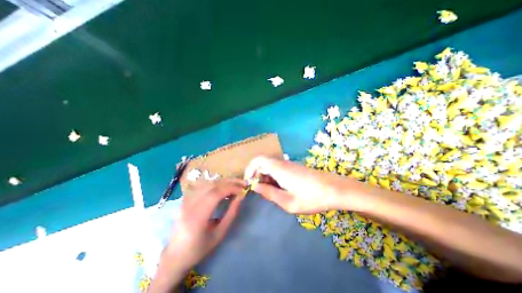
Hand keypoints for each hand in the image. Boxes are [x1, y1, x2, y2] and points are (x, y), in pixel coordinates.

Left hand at [163, 178, 246, 271]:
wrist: (174, 256)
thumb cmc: (199, 249)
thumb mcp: (219, 234)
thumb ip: (231, 214)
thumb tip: (240, 197)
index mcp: (197, 217)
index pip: (215, 194)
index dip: (231, 188)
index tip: (243, 189)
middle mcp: (189, 205)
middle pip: (212, 185)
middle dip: (229, 182)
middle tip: (242, 183)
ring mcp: (185, 201)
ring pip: (207, 183)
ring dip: (223, 181)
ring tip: (235, 184)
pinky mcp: (185, 199)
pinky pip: (203, 186)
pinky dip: (215, 184)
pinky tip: (222, 187)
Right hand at [244, 157, 361, 213]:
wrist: (335, 189)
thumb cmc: (311, 197)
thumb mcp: (287, 202)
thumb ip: (269, 193)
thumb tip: (255, 187)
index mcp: (279, 169)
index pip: (258, 160)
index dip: (250, 169)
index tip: (249, 182)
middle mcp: (283, 163)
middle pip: (263, 163)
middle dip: (257, 175)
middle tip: (261, 190)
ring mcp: (290, 164)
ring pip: (271, 166)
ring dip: (266, 177)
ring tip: (272, 192)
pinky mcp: (295, 167)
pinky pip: (279, 169)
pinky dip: (275, 177)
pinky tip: (281, 189)